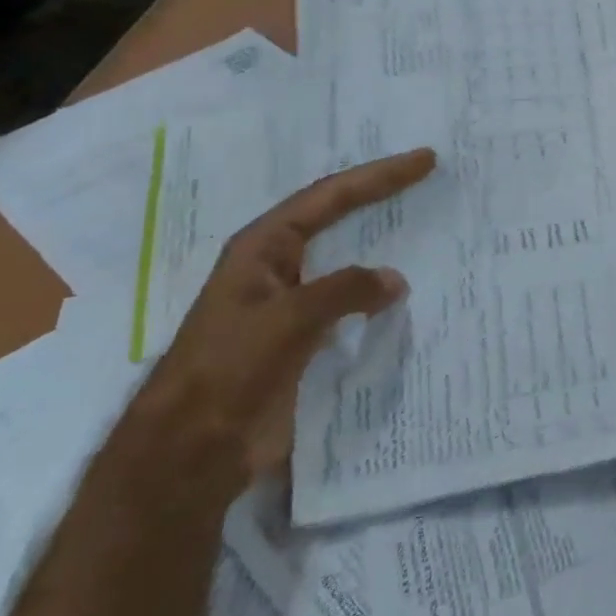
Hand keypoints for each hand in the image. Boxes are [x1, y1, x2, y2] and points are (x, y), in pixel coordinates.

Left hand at [142, 147, 436, 483]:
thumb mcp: (287, 319)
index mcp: (264, 247)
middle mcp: (278, 266)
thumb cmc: (228, 371)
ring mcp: (291, 304)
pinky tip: (408, 297)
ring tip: (427, 230)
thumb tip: (396, 280)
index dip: (380, 175)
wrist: (188, 456)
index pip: (331, 196)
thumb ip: (345, 290)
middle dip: (381, 198)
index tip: (425, 160)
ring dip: (384, 247)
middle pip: (339, 218)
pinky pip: (351, 305)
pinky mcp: (303, 340)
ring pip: (348, 262)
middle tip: (428, 179)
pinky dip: (379, 296)